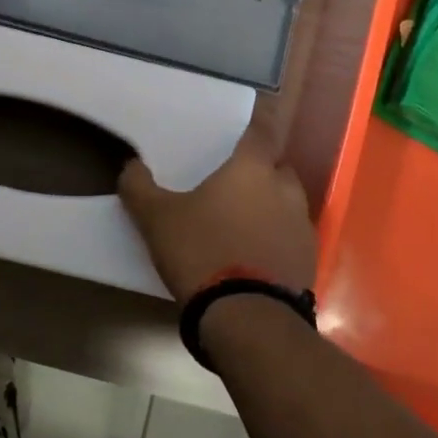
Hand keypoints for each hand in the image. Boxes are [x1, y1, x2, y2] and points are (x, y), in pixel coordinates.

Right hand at [118, 121, 319, 303]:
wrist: (247, 317)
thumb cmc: (202, 252)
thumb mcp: (157, 219)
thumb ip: (139, 189)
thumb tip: (130, 165)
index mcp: (251, 169)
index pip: (262, 131)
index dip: (258, 123)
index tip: (252, 120)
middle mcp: (284, 190)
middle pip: (278, 167)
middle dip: (262, 170)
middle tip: (235, 181)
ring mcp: (301, 227)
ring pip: (288, 204)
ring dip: (271, 206)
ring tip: (243, 222)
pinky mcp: (308, 262)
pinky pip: (292, 238)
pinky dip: (277, 240)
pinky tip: (255, 256)